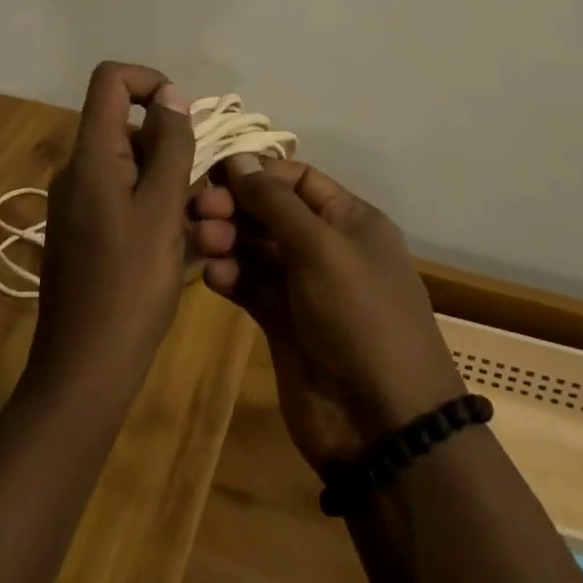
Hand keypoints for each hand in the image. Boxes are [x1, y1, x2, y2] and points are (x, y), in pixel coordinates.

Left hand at [26, 62, 196, 396]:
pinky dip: (158, 211)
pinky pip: (126, 201)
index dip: (150, 81)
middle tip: (207, 193)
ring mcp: (80, 203)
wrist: (85, 369)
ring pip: (134, 169)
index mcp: (91, 155)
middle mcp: (79, 170)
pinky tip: (186, 248)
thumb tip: (169, 95)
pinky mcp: (86, 233)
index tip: (185, 119)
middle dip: (174, 149)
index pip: (110, 80)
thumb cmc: (129, 285)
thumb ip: (170, 146)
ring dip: (174, 187)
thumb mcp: (161, 209)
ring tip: (206, 230)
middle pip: (129, 128)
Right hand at [191, 159, 462, 474]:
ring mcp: (304, 288)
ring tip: (202, 242)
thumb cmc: (359, 315)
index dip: (258, 172)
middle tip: (199, 209)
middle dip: (235, 206)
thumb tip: (239, 159)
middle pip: (271, 211)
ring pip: (256, 248)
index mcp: (350, 220)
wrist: (383, 423)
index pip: (297, 178)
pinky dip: (230, 276)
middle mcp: (327, 247)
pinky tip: (213, 276)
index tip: (215, 171)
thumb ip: (275, 201)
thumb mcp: (321, 247)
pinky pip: (250, 286)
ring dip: (227, 239)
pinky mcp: (282, 323)